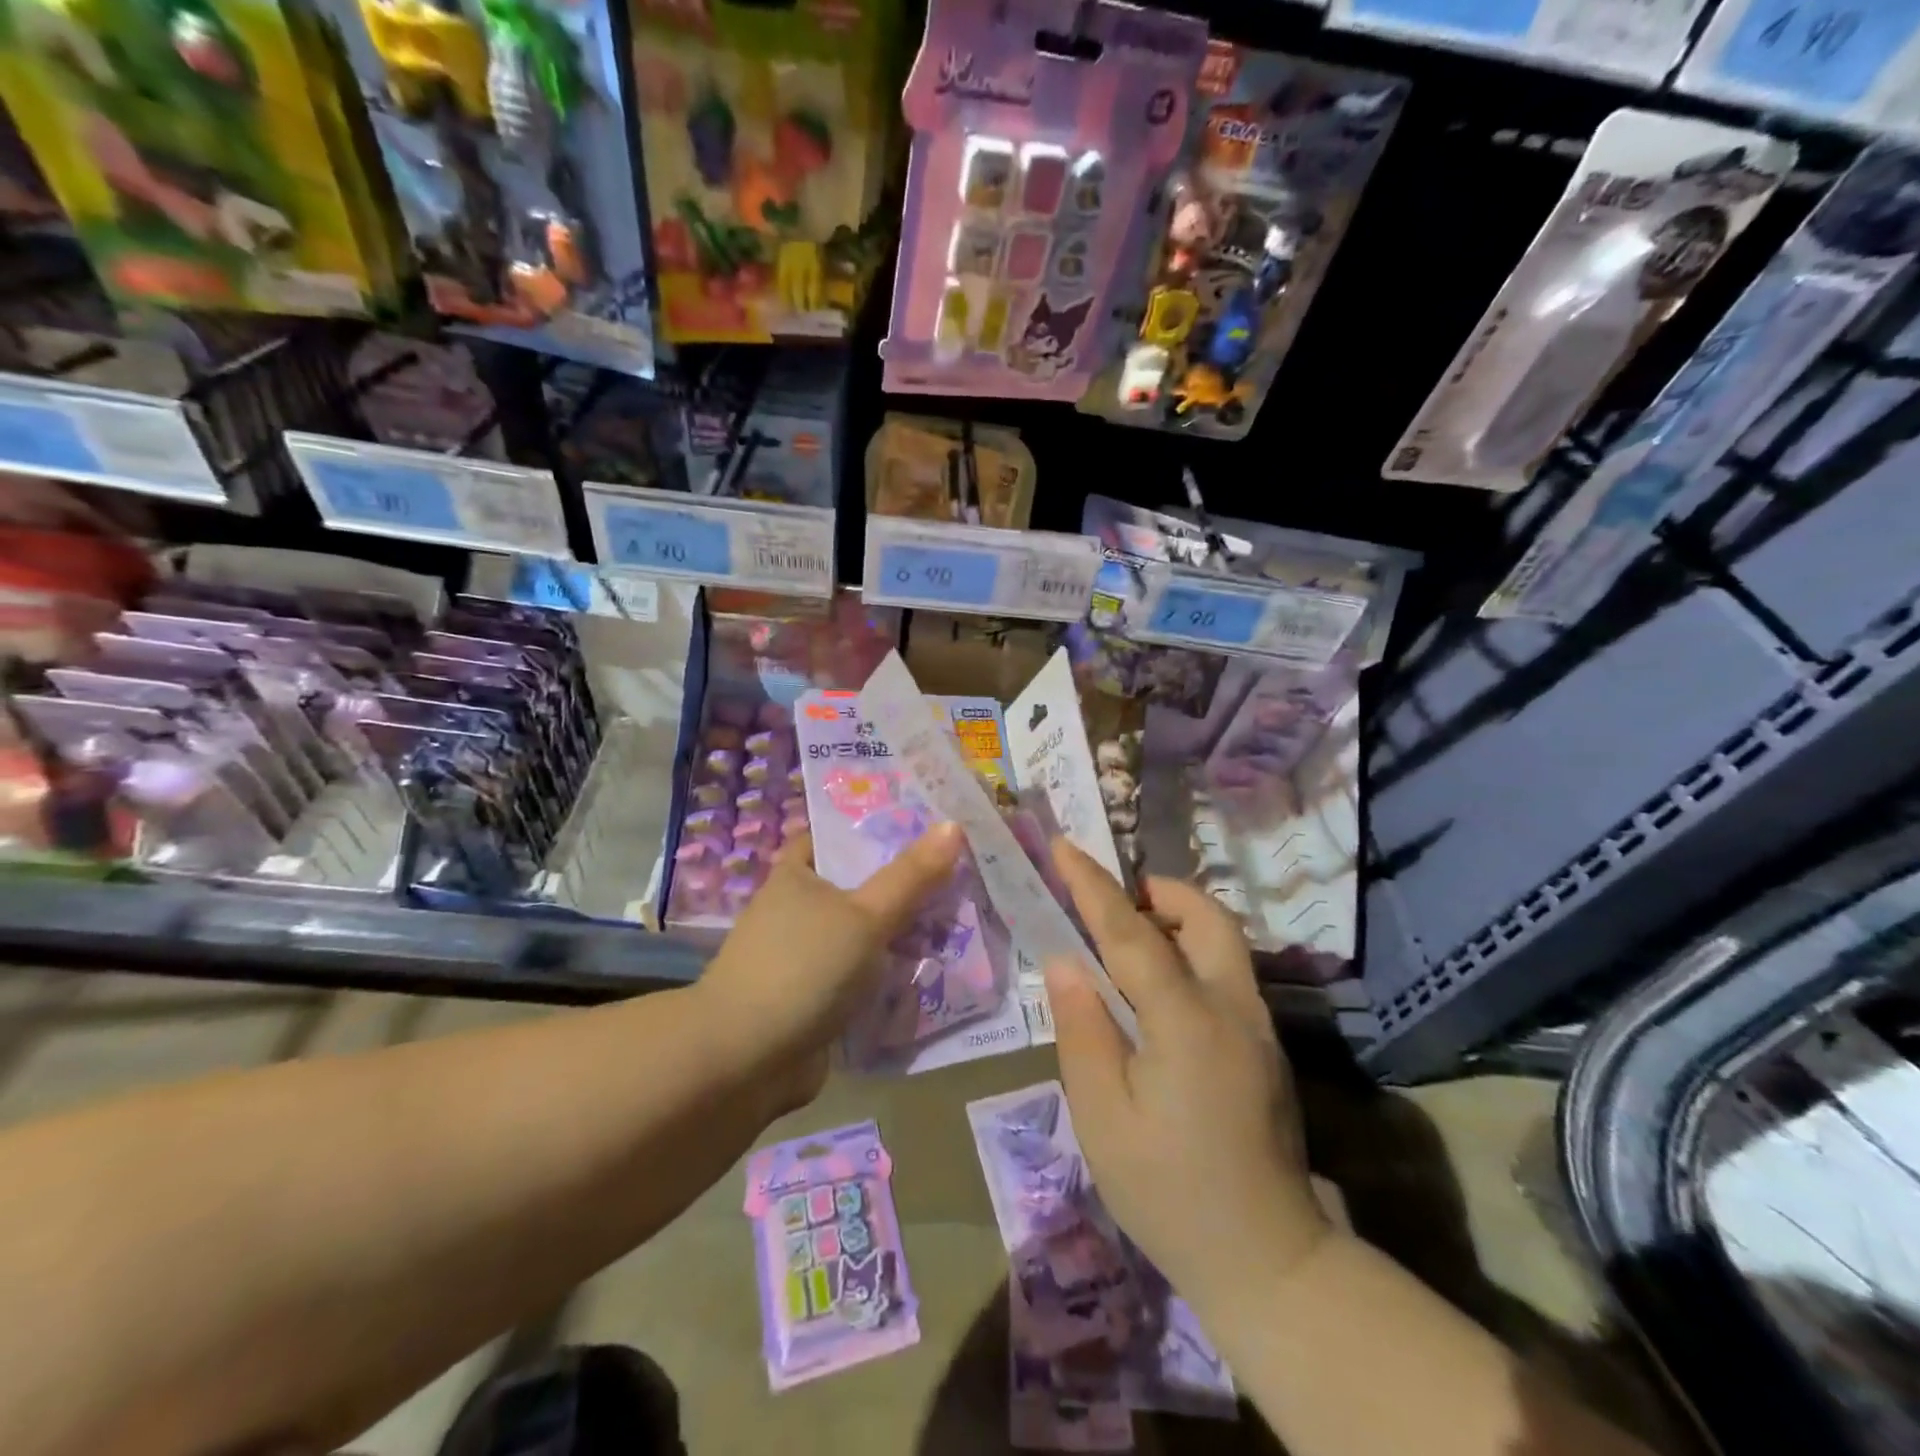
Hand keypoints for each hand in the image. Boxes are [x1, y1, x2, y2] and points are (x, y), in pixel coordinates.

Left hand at [698, 823, 962, 1109]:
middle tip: (957, 875)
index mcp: (796, 875)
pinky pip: (860, 978)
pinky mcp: (813, 999)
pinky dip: (888, 977)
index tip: (923, 825)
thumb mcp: (865, 916)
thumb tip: (953, 824)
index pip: (835, 836)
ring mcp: (803, 957)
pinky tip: (930, 974)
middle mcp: (796, 910)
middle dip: (902, 887)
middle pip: (858, 887)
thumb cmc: (802, 968)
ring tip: (957, 923)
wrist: (745, 1061)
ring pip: (862, 935)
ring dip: (899, 936)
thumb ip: (910, 876)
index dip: (875, 828)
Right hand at [1044, 842, 1329, 1311]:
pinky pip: (1228, 972)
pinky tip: (1159, 995)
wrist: (1268, 1261)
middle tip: (1114, 903)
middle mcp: (1232, 1007)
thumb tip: (1067, 962)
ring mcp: (1259, 1026)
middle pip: (1206, 917)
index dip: (1092, 886)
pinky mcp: (1267, 1047)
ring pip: (1224, 941)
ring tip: (1131, 945)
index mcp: (1185, 1021)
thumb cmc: (1169, 1191)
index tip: (1063, 846)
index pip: (1131, 933)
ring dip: (1178, 920)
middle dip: (1158, 892)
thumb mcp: (1103, 1118)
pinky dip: (1192, 953)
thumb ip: (1083, 1030)